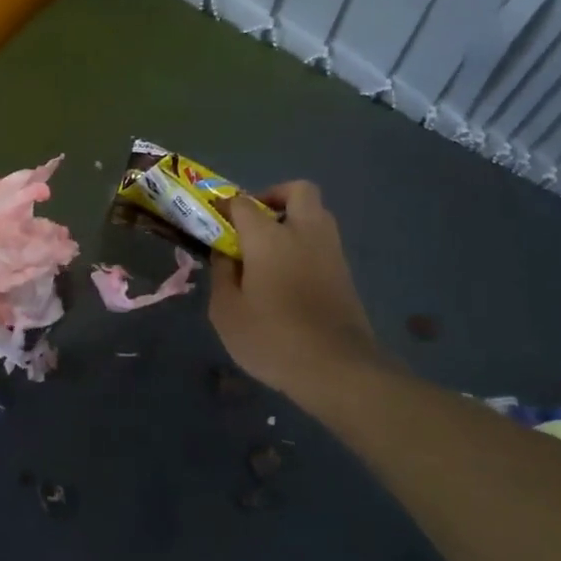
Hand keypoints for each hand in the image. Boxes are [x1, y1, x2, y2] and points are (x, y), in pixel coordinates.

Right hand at [209, 182, 379, 395]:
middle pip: (298, 191)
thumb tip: (224, 254)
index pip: (243, 203)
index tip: (214, 220)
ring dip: (294, 220)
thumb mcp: (226, 311)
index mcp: (269, 237)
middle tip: (254, 223)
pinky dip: (306, 245)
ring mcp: (330, 251)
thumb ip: (222, 275)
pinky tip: (288, 274)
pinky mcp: (345, 273)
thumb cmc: (271, 338)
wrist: (337, 369)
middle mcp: (304, 233)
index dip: (226, 206)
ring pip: (317, 214)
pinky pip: (323, 242)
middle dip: (275, 196)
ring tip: (270, 250)